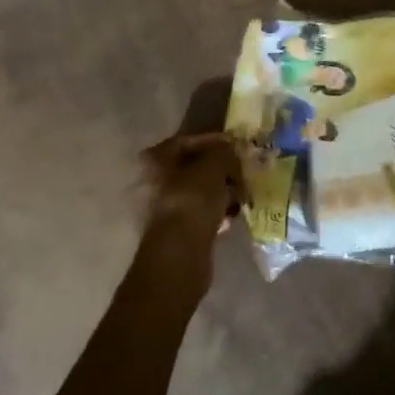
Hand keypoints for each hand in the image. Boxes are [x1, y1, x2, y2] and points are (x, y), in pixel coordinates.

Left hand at [136, 133, 244, 293]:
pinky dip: (216, 211)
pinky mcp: (175, 232)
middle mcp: (152, 182)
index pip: (186, 141)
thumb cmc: (193, 200)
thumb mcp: (214, 166)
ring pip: (197, 192)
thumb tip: (232, 150)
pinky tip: (233, 214)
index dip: (213, 141)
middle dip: (219, 169)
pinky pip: (199, 214)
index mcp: (155, 160)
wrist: (180, 254)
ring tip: (242, 193)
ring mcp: (162, 209)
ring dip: (219, 191)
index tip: (235, 146)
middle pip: (192, 168)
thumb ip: (224, 153)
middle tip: (241, 170)